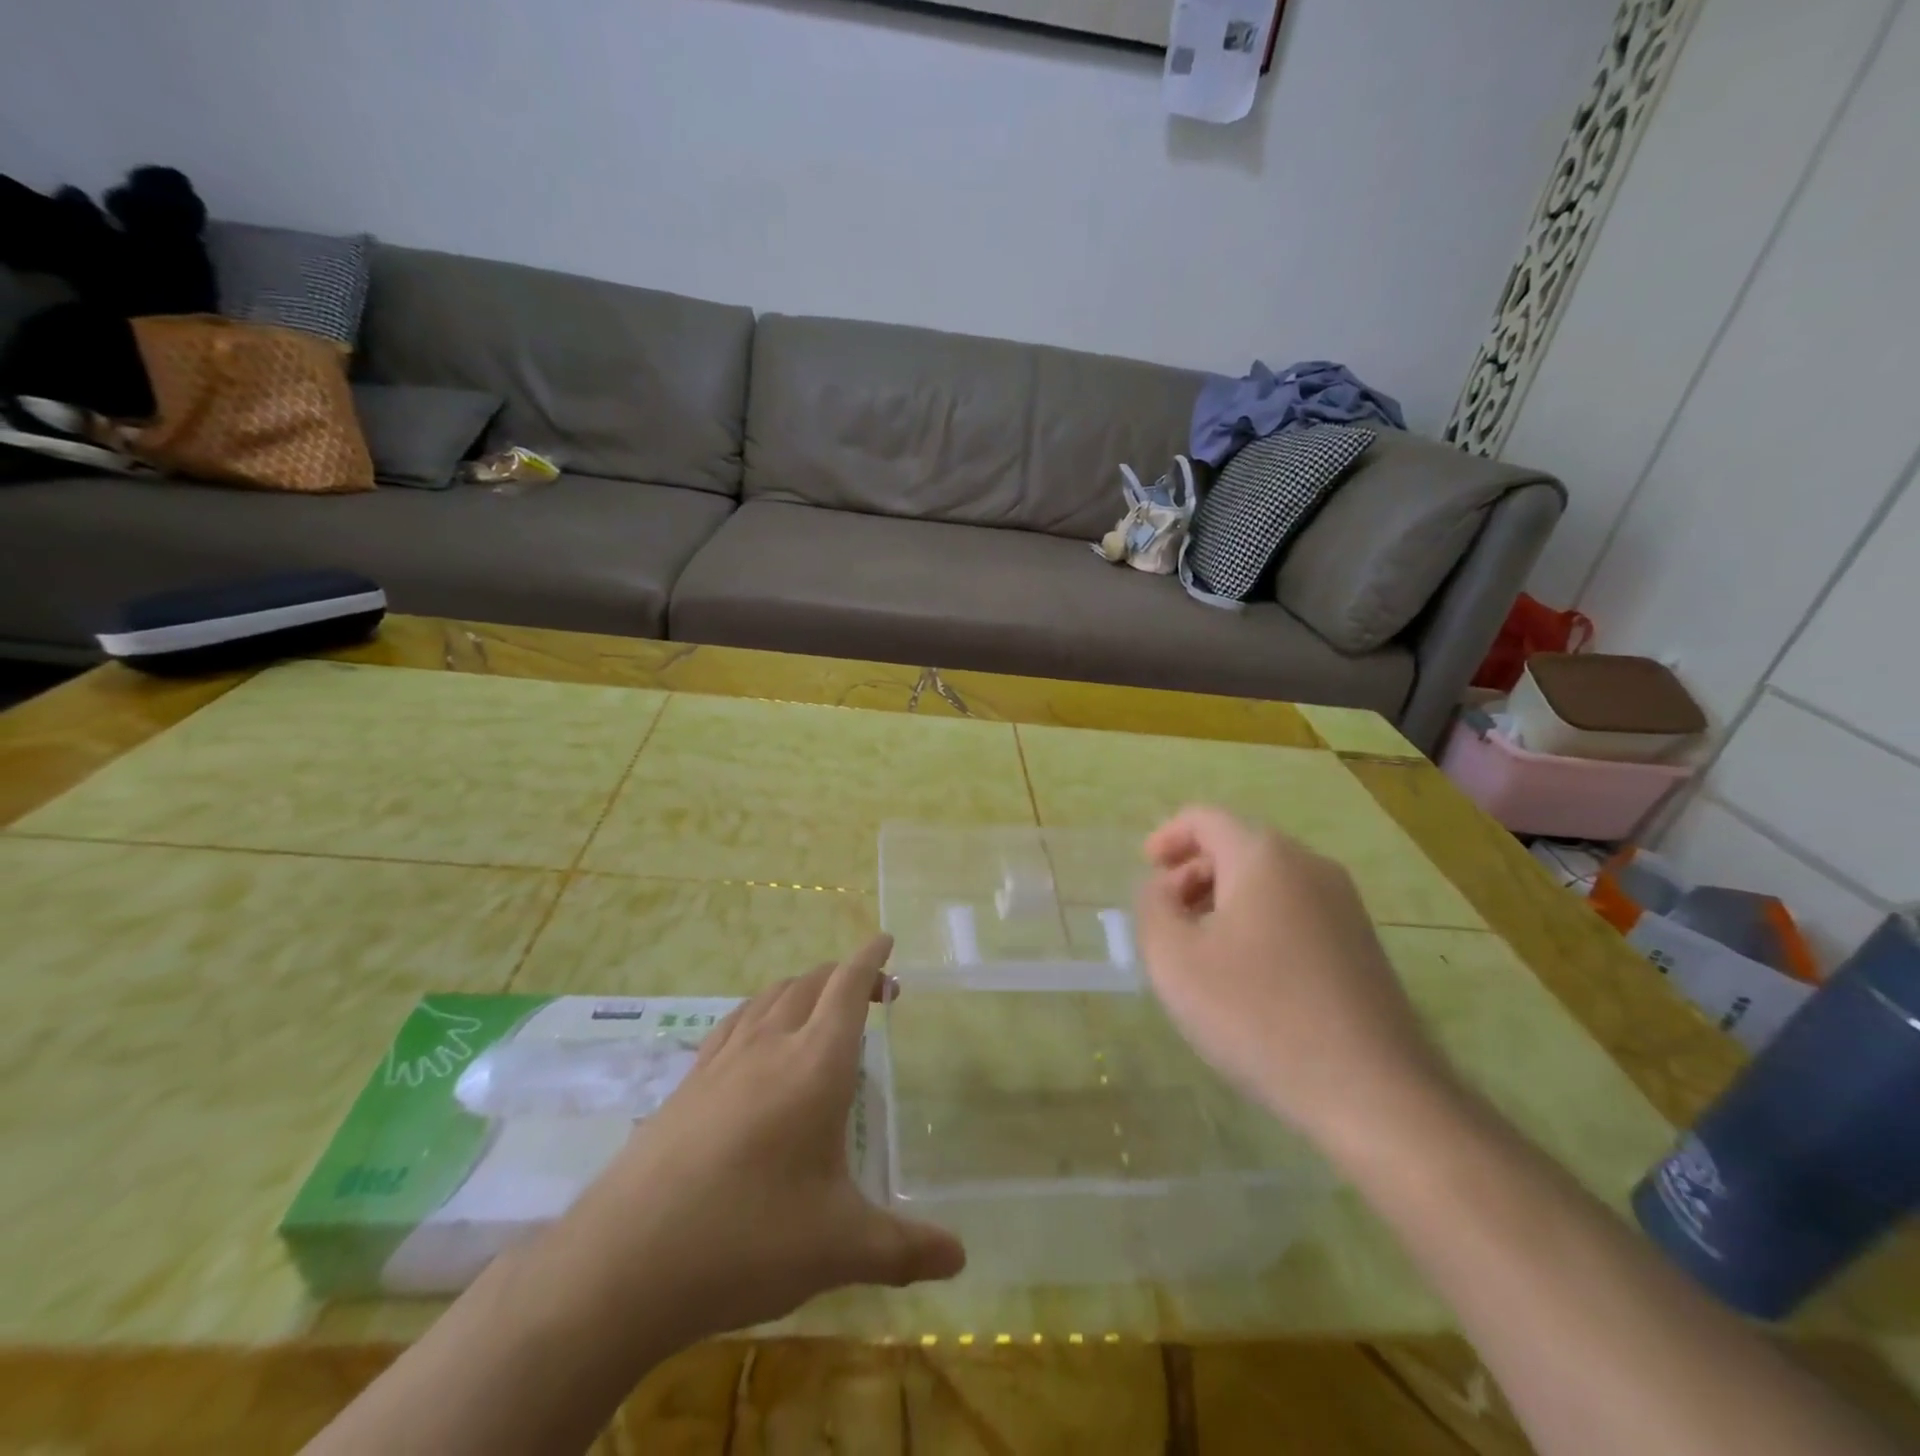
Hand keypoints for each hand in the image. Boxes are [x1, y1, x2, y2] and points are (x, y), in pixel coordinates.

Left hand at [555, 935, 964, 1345]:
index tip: (886, 940)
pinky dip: (761, 1010)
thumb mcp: (837, 1248)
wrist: (623, 1262)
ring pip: (770, 996)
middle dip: (845, 975)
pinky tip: (757, 1039)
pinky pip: (735, 1022)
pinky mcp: (688, 1082)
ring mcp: (723, 1060)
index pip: (848, 987)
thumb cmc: (747, 1240)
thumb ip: (903, 1248)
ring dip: (803, 987)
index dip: (870, 959)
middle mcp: (770, 1045)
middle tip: (874, 993)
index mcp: (815, 1064)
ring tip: (820, 1009)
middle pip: (811, 982)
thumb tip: (960, 1257)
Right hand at [1134, 806, 1456, 1151]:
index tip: (1146, 870)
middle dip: (1193, 872)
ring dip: (1223, 899)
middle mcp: (1309, 865)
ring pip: (1267, 880)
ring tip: (1200, 949)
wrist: (1373, 1092)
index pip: (1204, 819)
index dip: (1167, 837)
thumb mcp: (1175, 959)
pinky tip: (1246, 975)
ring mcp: (1343, 904)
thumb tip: (1164, 888)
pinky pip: (1294, 910)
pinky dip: (1257, 922)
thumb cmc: (1258, 1015)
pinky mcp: (1361, 943)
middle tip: (1167, 917)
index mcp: (1263, 856)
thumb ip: (1152, 907)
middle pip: (1237, 846)